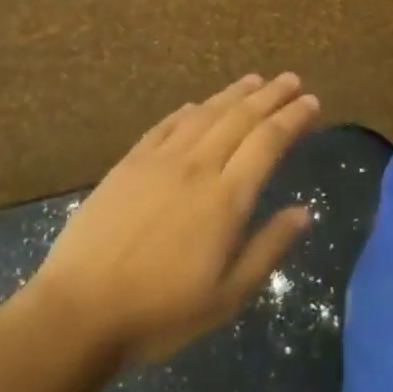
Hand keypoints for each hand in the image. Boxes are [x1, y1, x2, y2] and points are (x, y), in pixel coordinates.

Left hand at [30, 73, 319, 366]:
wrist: (80, 310)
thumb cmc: (161, 312)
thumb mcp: (227, 296)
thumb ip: (268, 248)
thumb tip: (304, 212)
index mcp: (226, 198)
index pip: (268, 142)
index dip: (293, 118)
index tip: (312, 102)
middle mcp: (197, 167)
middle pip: (240, 118)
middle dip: (270, 95)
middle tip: (292, 79)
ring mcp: (159, 161)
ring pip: (205, 114)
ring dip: (233, 94)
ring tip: (255, 80)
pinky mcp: (128, 164)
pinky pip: (166, 125)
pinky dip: (188, 111)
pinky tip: (197, 105)